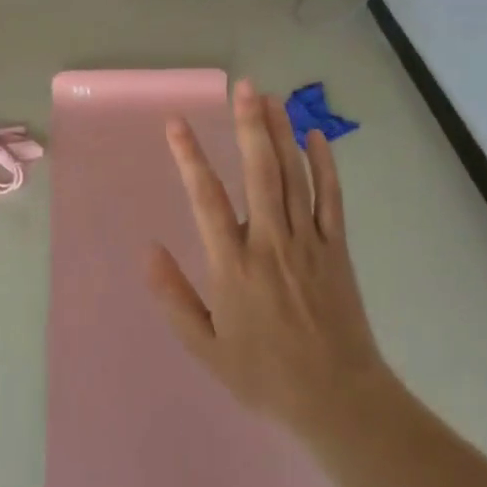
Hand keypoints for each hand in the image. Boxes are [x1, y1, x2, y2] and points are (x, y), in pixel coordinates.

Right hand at [149, 79, 403, 443]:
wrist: (337, 398)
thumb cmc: (264, 374)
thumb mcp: (205, 346)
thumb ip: (173, 297)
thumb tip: (148, 249)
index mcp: (233, 265)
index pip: (206, 198)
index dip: (189, 156)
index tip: (176, 123)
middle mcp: (270, 243)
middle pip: (260, 172)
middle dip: (250, 126)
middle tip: (243, 87)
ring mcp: (308, 242)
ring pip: (294, 176)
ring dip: (281, 134)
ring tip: (271, 97)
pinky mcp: (336, 249)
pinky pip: (331, 198)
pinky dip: (325, 165)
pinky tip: (316, 136)